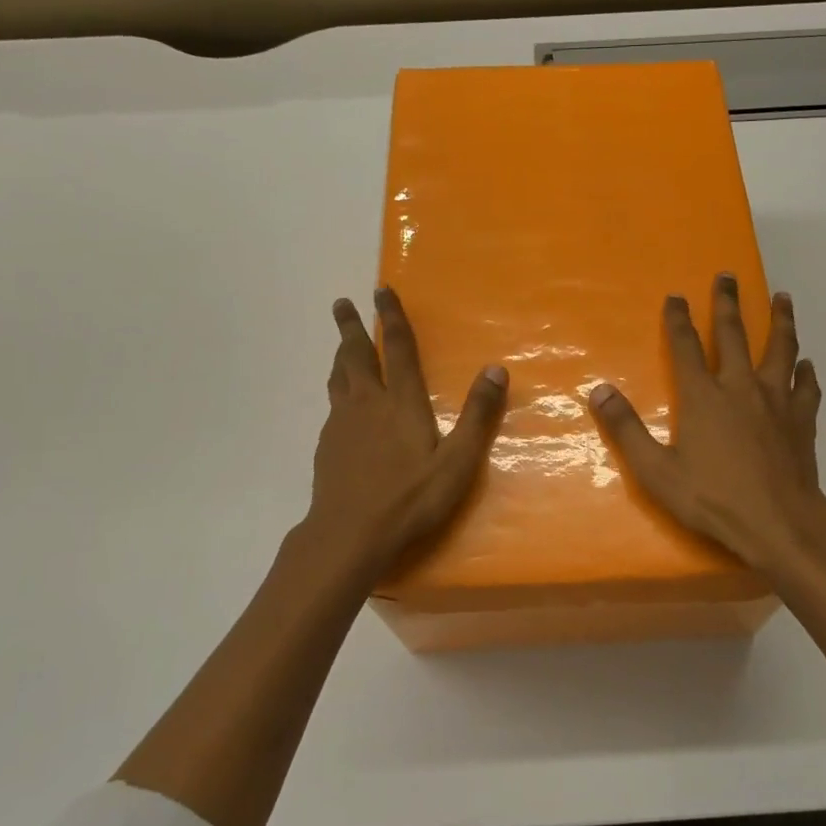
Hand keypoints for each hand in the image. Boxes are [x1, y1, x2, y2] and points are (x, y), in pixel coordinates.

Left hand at [303, 287, 507, 578]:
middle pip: (356, 354)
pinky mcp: (328, 445)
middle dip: (352, 326)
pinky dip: (336, 388)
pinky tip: (340, 402)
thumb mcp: (457, 461)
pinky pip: (332, 404)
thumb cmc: (410, 499)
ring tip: (341, 342)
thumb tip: (497, 369)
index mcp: (400, 402)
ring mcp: (342, 424)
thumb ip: (478, 415)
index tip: (381, 289)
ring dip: (340, 353)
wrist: (349, 535)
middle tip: (342, 303)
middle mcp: (367, 403)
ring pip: (339, 377)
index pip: (397, 348)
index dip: (391, 317)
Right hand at [589, 273, 825, 571]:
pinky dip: (805, 372)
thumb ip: (626, 429)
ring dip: (780, 321)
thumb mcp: (657, 471)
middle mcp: (741, 388)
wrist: (780, 524)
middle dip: (728, 303)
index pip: (686, 347)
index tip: (676, 295)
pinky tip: (806, 365)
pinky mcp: (802, 420)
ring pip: (780, 349)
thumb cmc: (714, 498)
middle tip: (729, 275)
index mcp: (704, 397)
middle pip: (735, 335)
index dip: (678, 319)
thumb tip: (598, 391)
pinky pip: (806, 387)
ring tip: (783, 298)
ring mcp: (777, 402)